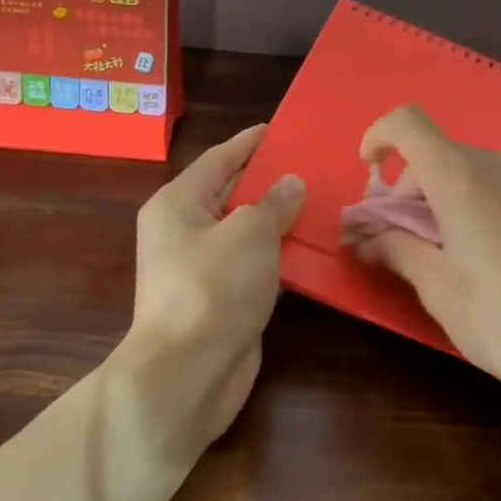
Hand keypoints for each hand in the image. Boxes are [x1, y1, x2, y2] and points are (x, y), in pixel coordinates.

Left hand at [121, 124, 304, 444]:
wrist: (188, 372)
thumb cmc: (213, 287)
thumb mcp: (249, 233)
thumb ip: (274, 203)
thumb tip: (291, 184)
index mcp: (178, 204)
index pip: (219, 160)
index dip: (249, 142)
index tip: (279, 128)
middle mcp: (184, 232)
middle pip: (232, 195)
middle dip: (269, 181)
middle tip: (313, 164)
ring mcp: (202, 270)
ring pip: (246, 234)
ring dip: (279, 221)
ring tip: (323, 202)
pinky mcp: (222, 301)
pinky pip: (255, 266)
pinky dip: (279, 256)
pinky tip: (312, 249)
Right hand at [350, 105, 500, 413]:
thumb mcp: (440, 290)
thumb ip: (397, 251)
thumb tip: (365, 239)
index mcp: (461, 176)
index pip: (407, 123)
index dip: (378, 138)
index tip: (367, 177)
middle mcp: (500, 164)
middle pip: (437, 156)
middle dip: (406, 193)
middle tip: (397, 246)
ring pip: (470, 174)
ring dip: (440, 203)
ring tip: (443, 261)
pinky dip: (475, 208)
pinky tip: (487, 262)